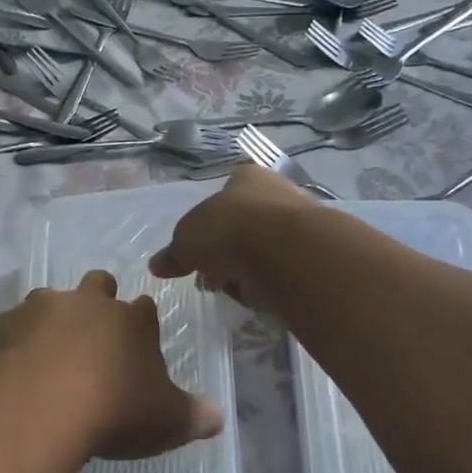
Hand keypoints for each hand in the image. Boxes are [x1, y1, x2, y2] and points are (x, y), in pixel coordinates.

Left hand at [0, 270, 223, 460]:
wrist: (45, 406)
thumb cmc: (116, 410)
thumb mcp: (167, 421)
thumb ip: (195, 415)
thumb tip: (219, 416)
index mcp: (133, 320)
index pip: (145, 308)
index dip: (141, 322)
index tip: (138, 342)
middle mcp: (89, 303)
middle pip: (98, 284)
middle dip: (98, 300)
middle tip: (94, 334)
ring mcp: (43, 308)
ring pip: (49, 298)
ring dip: (51, 318)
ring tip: (48, 350)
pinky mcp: (4, 325)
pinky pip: (6, 325)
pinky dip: (10, 339)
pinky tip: (10, 362)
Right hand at [149, 166, 318, 314]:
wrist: (287, 252)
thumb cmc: (229, 230)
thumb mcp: (186, 241)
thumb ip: (173, 253)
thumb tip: (156, 265)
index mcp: (246, 178)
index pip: (225, 193)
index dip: (208, 223)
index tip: (199, 250)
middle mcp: (277, 192)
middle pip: (245, 225)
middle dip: (227, 252)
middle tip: (214, 275)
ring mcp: (300, 223)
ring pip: (264, 250)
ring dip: (248, 270)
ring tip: (237, 288)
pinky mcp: (314, 255)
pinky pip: (282, 271)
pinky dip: (269, 284)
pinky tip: (260, 294)